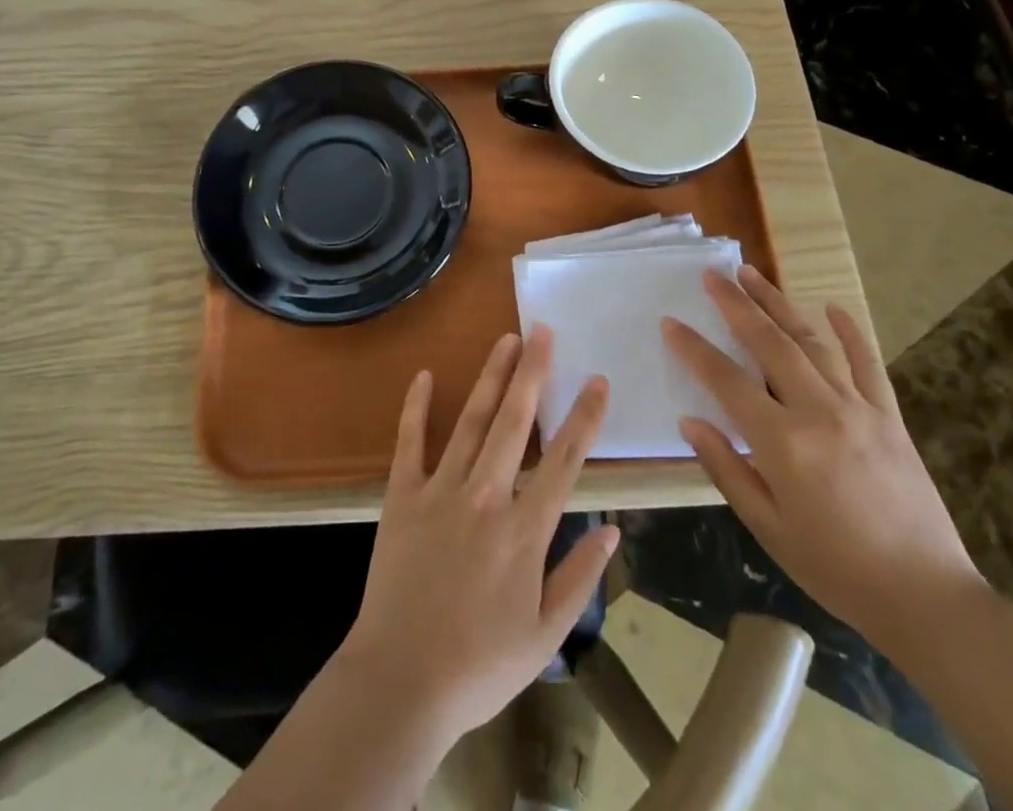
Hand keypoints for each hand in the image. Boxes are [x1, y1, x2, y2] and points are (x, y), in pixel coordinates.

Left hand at [337, 326, 618, 745]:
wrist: (400, 682)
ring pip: (472, 421)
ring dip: (490, 377)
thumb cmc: (479, 665)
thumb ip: (580, 578)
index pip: (564, 460)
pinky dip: (417, 407)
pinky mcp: (402, 495)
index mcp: (524, 530)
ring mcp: (440, 490)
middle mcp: (486, 496)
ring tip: (505, 340)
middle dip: (532, 372)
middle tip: (542, 331)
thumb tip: (612, 530)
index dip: (584, 417)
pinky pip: (410, 442)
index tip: (597, 380)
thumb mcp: (545, 635)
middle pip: (516, 422)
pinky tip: (426, 376)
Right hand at [663, 267, 983, 648]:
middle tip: (712, 275)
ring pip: (812, 341)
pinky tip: (833, 307)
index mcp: (783, 443)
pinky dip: (850, 332)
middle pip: (769, 343)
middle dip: (736, 305)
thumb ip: (726, 468)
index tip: (670, 322)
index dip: (694, 349)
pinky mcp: (890, 417)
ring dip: (779, 304)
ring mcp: (859, 409)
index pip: (726, 380)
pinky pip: (868, 363)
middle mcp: (819, 412)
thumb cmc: (836, 569)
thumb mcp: (768, 528)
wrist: (927, 598)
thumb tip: (690, 421)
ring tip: (752, 275)